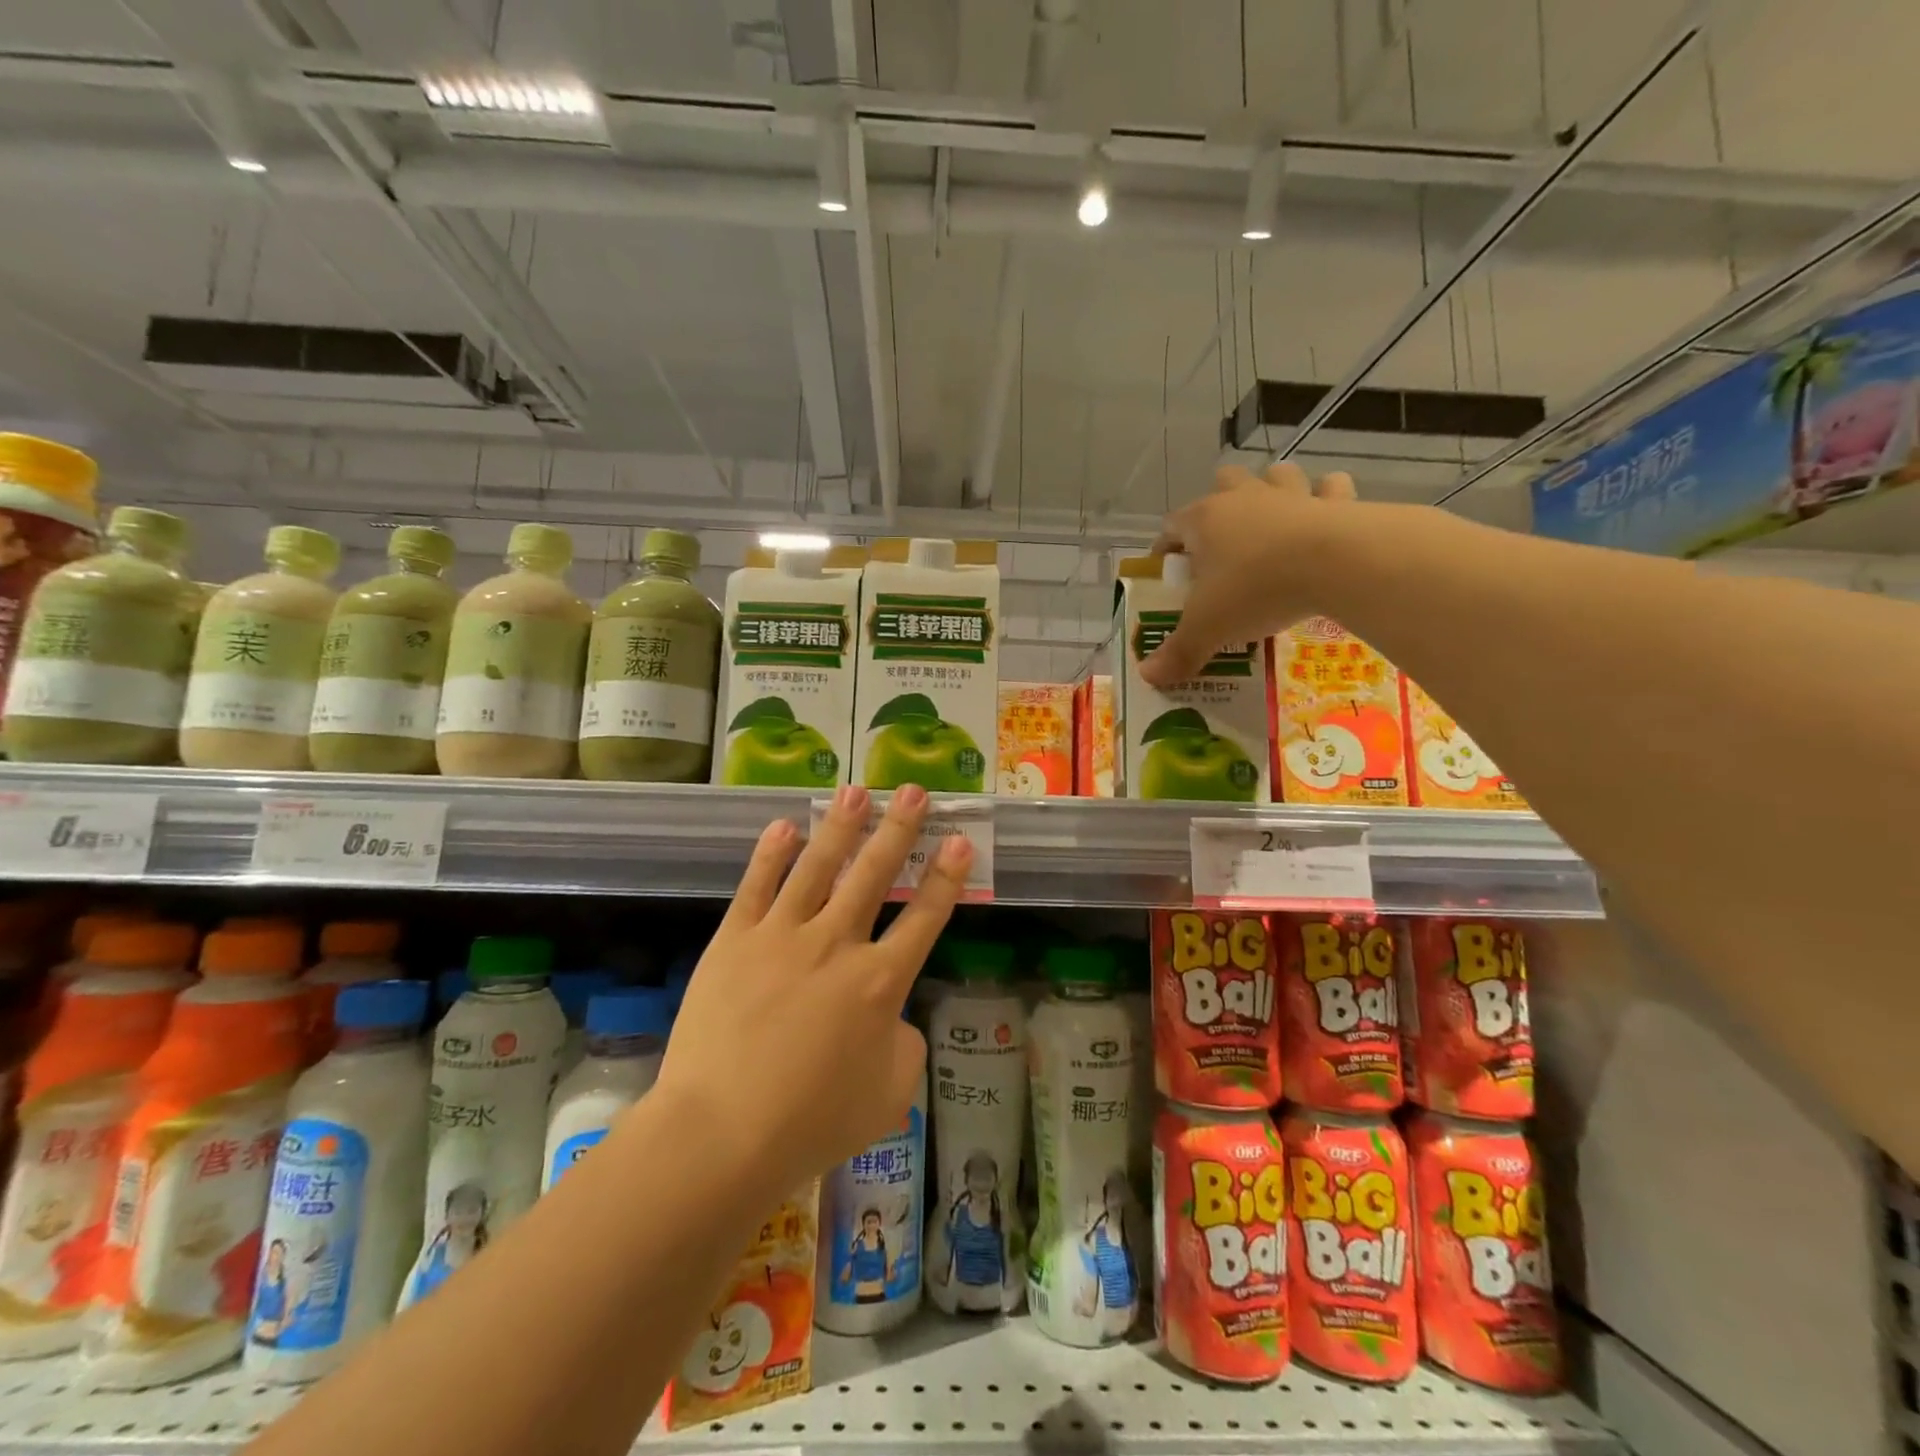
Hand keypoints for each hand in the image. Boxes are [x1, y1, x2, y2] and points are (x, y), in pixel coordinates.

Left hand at [655, 784, 969, 1196]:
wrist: (722, 1134)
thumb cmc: (813, 1123)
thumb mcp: (890, 1095)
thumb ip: (904, 1045)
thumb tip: (891, 1016)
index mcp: (880, 983)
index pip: (924, 917)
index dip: (947, 877)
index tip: (960, 841)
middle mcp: (836, 944)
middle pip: (875, 874)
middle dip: (899, 830)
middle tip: (914, 791)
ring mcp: (782, 936)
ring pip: (817, 867)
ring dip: (840, 826)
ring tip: (856, 791)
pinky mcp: (734, 940)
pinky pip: (757, 886)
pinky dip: (772, 853)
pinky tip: (784, 826)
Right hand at [1142, 462, 1357, 686]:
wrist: (1336, 564)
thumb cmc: (1256, 589)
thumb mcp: (1208, 628)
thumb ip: (1179, 652)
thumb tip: (1149, 676)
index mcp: (1204, 521)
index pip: (1171, 527)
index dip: (1166, 549)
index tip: (1170, 573)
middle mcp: (1244, 498)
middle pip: (1223, 483)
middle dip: (1220, 502)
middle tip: (1223, 541)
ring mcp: (1292, 495)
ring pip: (1276, 474)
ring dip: (1272, 489)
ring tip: (1273, 521)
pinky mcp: (1337, 502)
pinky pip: (1330, 488)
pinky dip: (1327, 499)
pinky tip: (1325, 517)